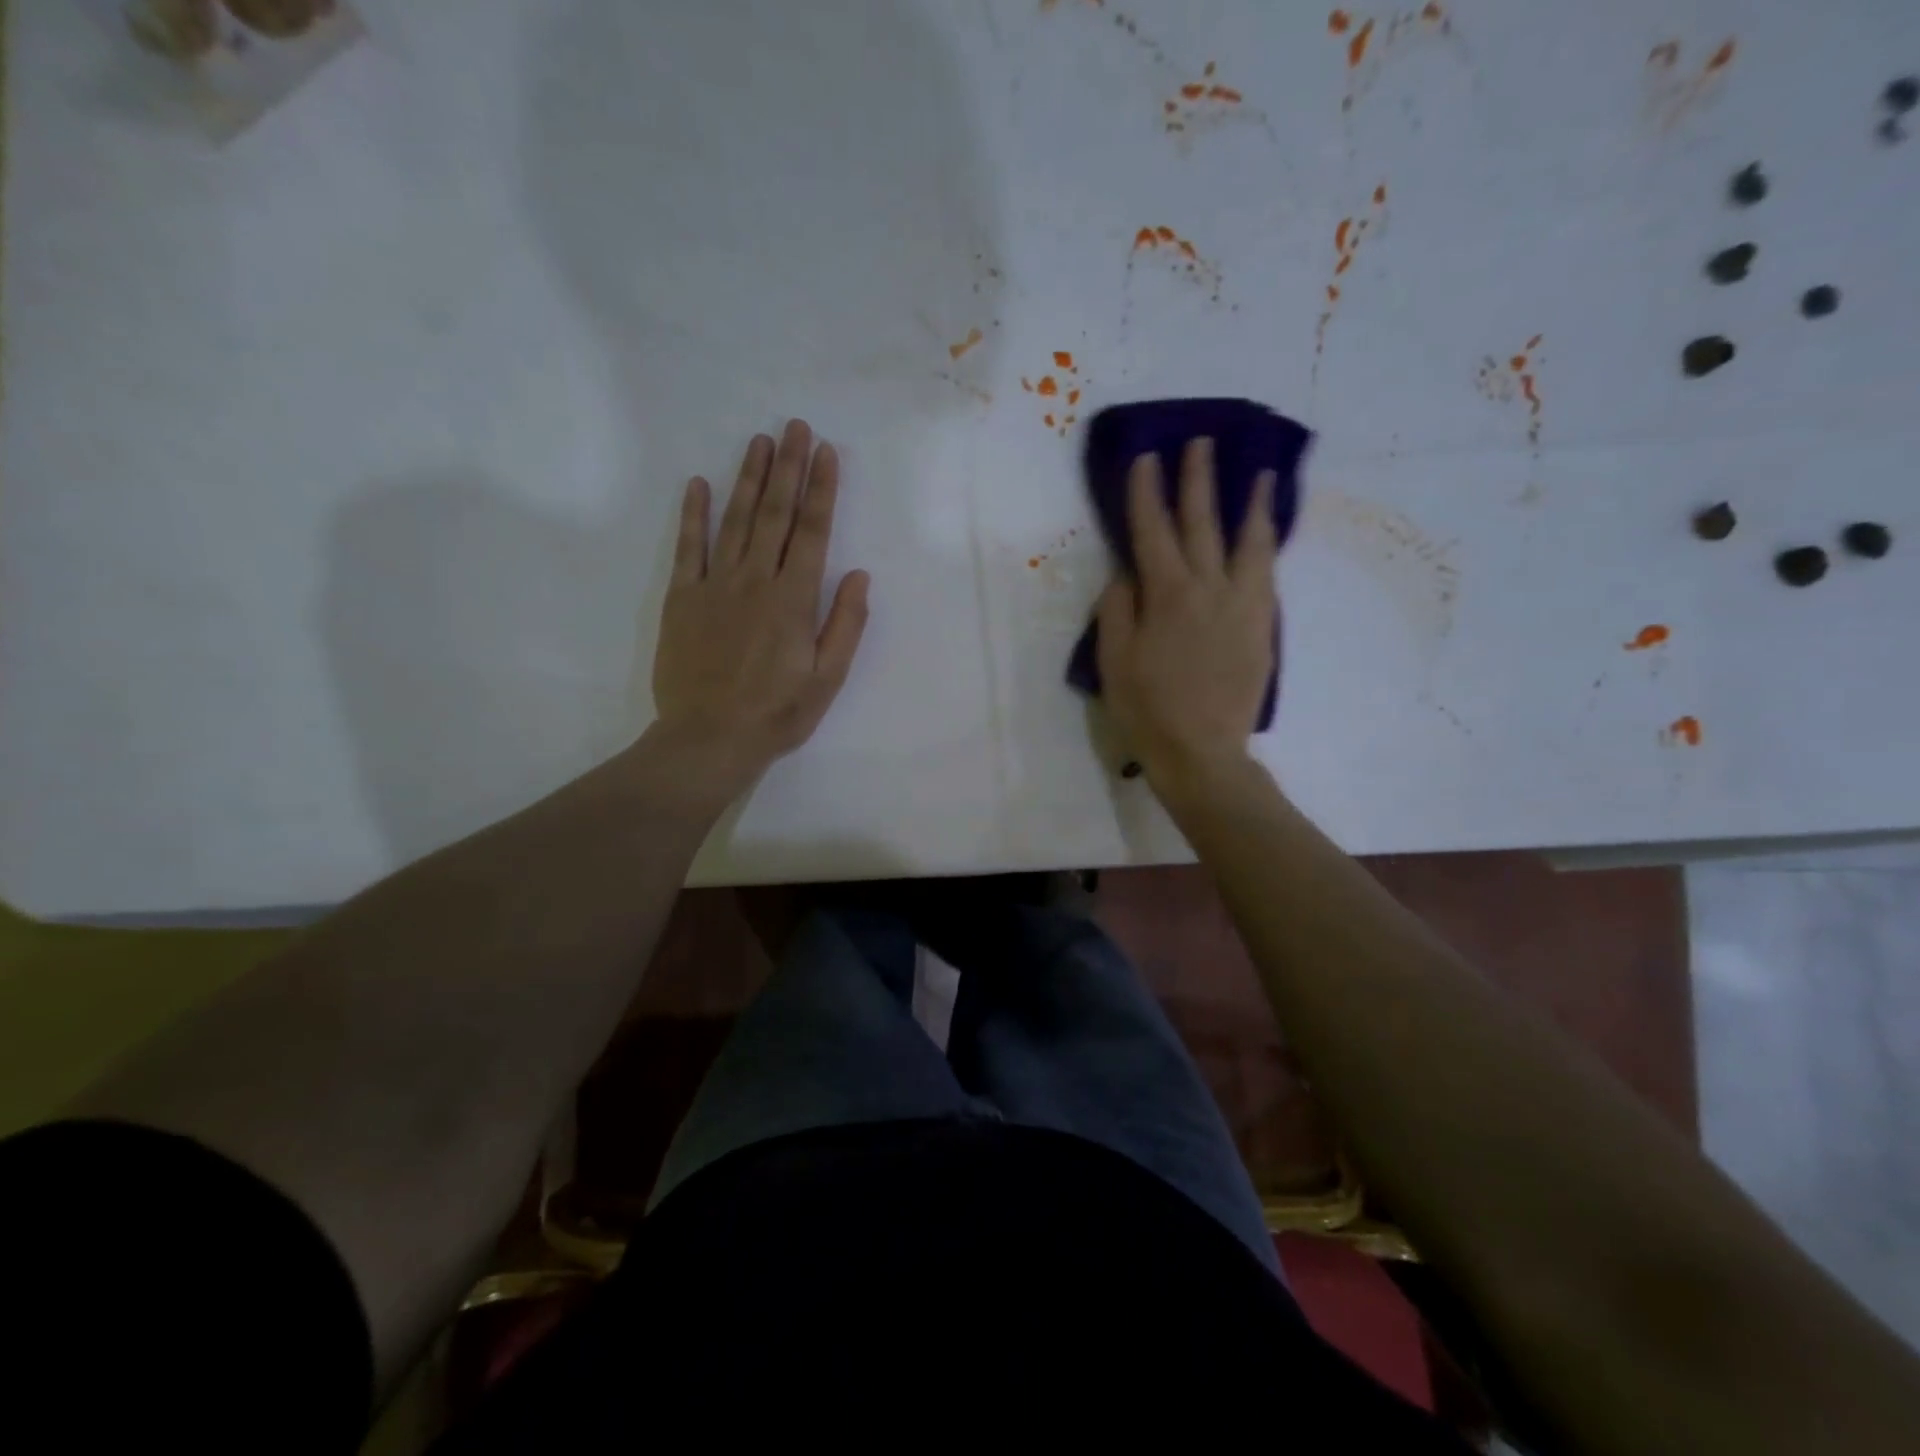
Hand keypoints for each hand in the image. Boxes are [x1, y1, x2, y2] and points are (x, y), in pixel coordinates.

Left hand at [650, 420, 869, 794]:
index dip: (822, 489)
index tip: (827, 452)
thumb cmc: (777, 714)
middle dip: (789, 468)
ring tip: (761, 442)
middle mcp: (756, 581)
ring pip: (735, 520)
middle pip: (776, 514)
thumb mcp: (828, 678)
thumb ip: (845, 624)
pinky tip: (698, 483)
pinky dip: (693, 514)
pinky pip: (688, 548)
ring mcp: (715, 586)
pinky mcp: (682, 598)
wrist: (709, 738)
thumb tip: (859, 574)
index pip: (813, 532)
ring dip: (749, 478)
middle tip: (796, 426)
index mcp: (794, 600)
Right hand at [1095, 437, 1277, 791]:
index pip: (1153, 530)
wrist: (1202, 752)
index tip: (1147, 457)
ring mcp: (1243, 605)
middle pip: (1202, 523)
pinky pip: (1267, 573)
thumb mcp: (1114, 661)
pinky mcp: (1262, 626)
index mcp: (1167, 595)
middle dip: (1198, 481)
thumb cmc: (1147, 709)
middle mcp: (1209, 588)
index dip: (1147, 492)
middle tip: (1201, 443)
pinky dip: (1266, 545)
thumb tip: (1126, 573)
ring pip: (1250, 543)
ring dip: (1252, 504)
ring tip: (1260, 473)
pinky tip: (1266, 534)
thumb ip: (1117, 610)